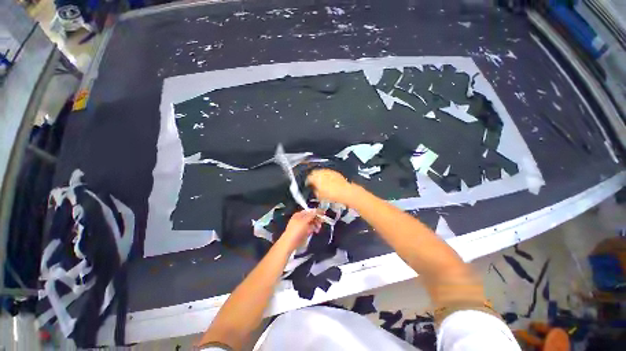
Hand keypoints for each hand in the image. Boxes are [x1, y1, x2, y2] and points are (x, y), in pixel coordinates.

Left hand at [281, 210, 321, 249]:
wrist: (290, 243)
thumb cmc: (297, 230)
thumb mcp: (304, 221)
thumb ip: (311, 215)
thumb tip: (317, 210)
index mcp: (299, 214)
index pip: (310, 211)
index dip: (317, 212)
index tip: (324, 213)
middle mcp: (301, 219)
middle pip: (311, 217)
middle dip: (317, 219)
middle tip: (322, 222)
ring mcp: (302, 226)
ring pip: (311, 223)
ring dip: (316, 224)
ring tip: (319, 228)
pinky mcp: (303, 232)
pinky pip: (310, 229)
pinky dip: (314, 229)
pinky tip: (316, 231)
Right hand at [306, 169, 353, 204]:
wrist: (344, 192)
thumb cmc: (331, 195)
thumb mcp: (319, 195)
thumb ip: (314, 190)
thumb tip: (313, 188)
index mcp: (315, 178)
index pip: (308, 178)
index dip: (307, 182)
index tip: (308, 185)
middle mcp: (321, 172)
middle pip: (314, 173)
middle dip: (313, 177)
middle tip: (313, 182)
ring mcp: (328, 171)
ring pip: (320, 171)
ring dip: (319, 175)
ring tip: (320, 181)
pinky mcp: (334, 172)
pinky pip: (327, 172)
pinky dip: (326, 175)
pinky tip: (327, 180)